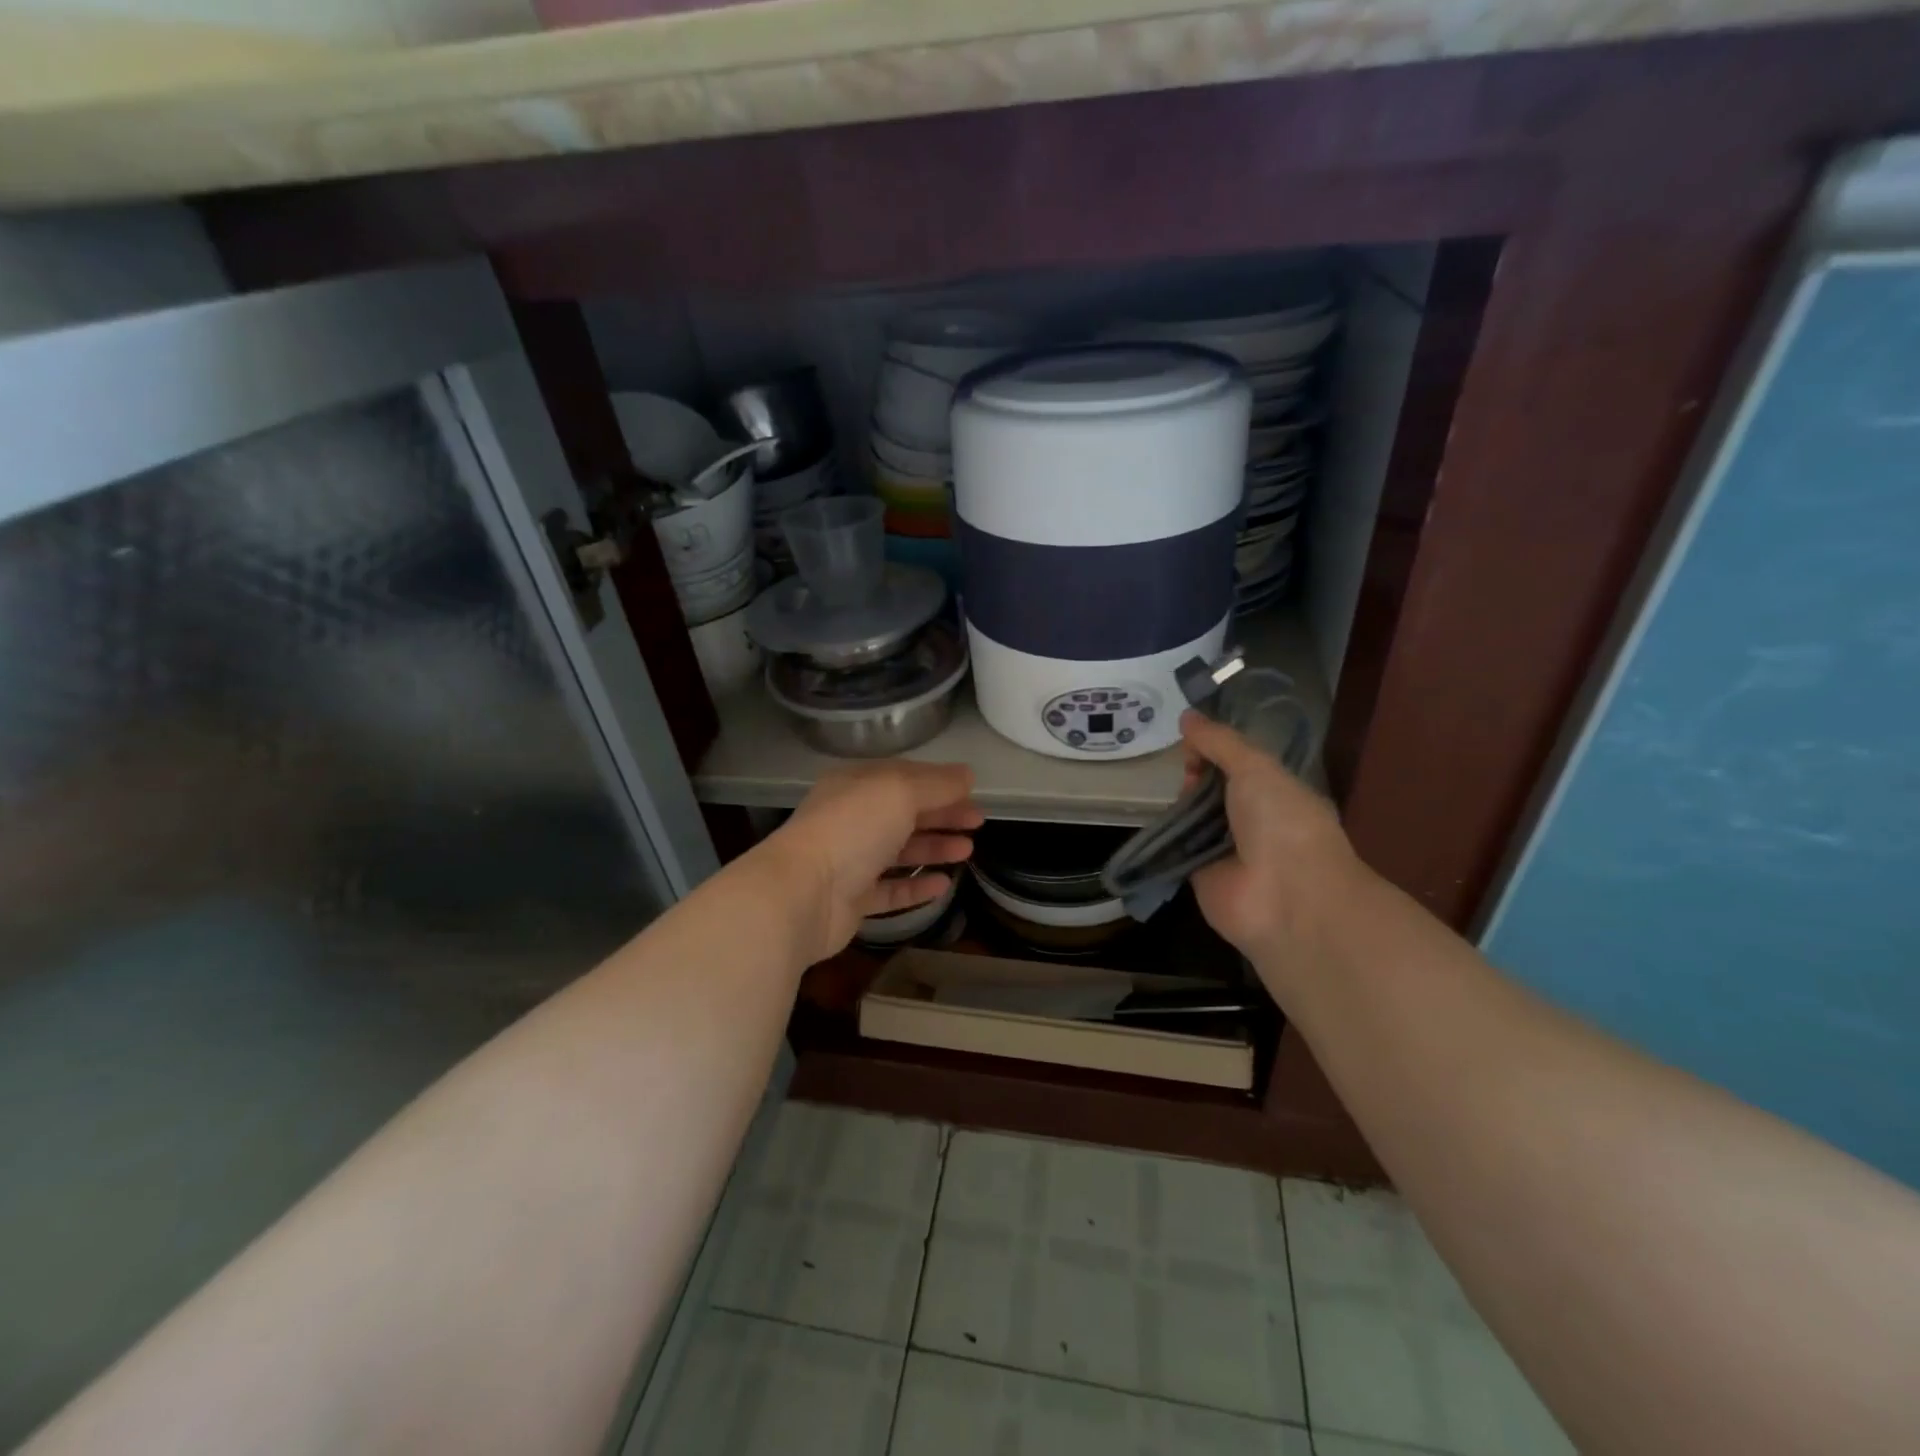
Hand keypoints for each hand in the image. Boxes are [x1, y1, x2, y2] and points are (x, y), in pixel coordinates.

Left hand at [762, 761, 981, 963]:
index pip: (903, 777)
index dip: (939, 783)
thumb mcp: (900, 792)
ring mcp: (849, 861)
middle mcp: (851, 819)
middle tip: (978, 823)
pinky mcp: (851, 900)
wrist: (803, 893)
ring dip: (933, 848)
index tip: (972, 793)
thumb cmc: (852, 829)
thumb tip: (967, 775)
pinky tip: (944, 885)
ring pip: (899, 851)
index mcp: (856, 785)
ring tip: (967, 851)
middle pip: (904, 814)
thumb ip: (937, 784)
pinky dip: (916, 886)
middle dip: (942, 815)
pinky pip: (890, 890)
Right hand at [1180, 711, 1367, 982]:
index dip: (1215, 749)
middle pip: (1212, 788)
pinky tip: (1151, 820)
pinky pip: (1178, 848)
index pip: (1239, 763)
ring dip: (1179, 804)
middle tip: (1181, 769)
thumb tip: (1186, 717)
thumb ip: (1220, 741)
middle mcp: (1252, 819)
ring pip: (1193, 817)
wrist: (1286, 897)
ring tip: (1163, 790)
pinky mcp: (1200, 874)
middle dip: (1194, 775)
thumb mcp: (1255, 767)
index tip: (1192, 742)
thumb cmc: (1282, 822)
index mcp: (1276, 791)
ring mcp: (1226, 849)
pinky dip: (1165, 836)